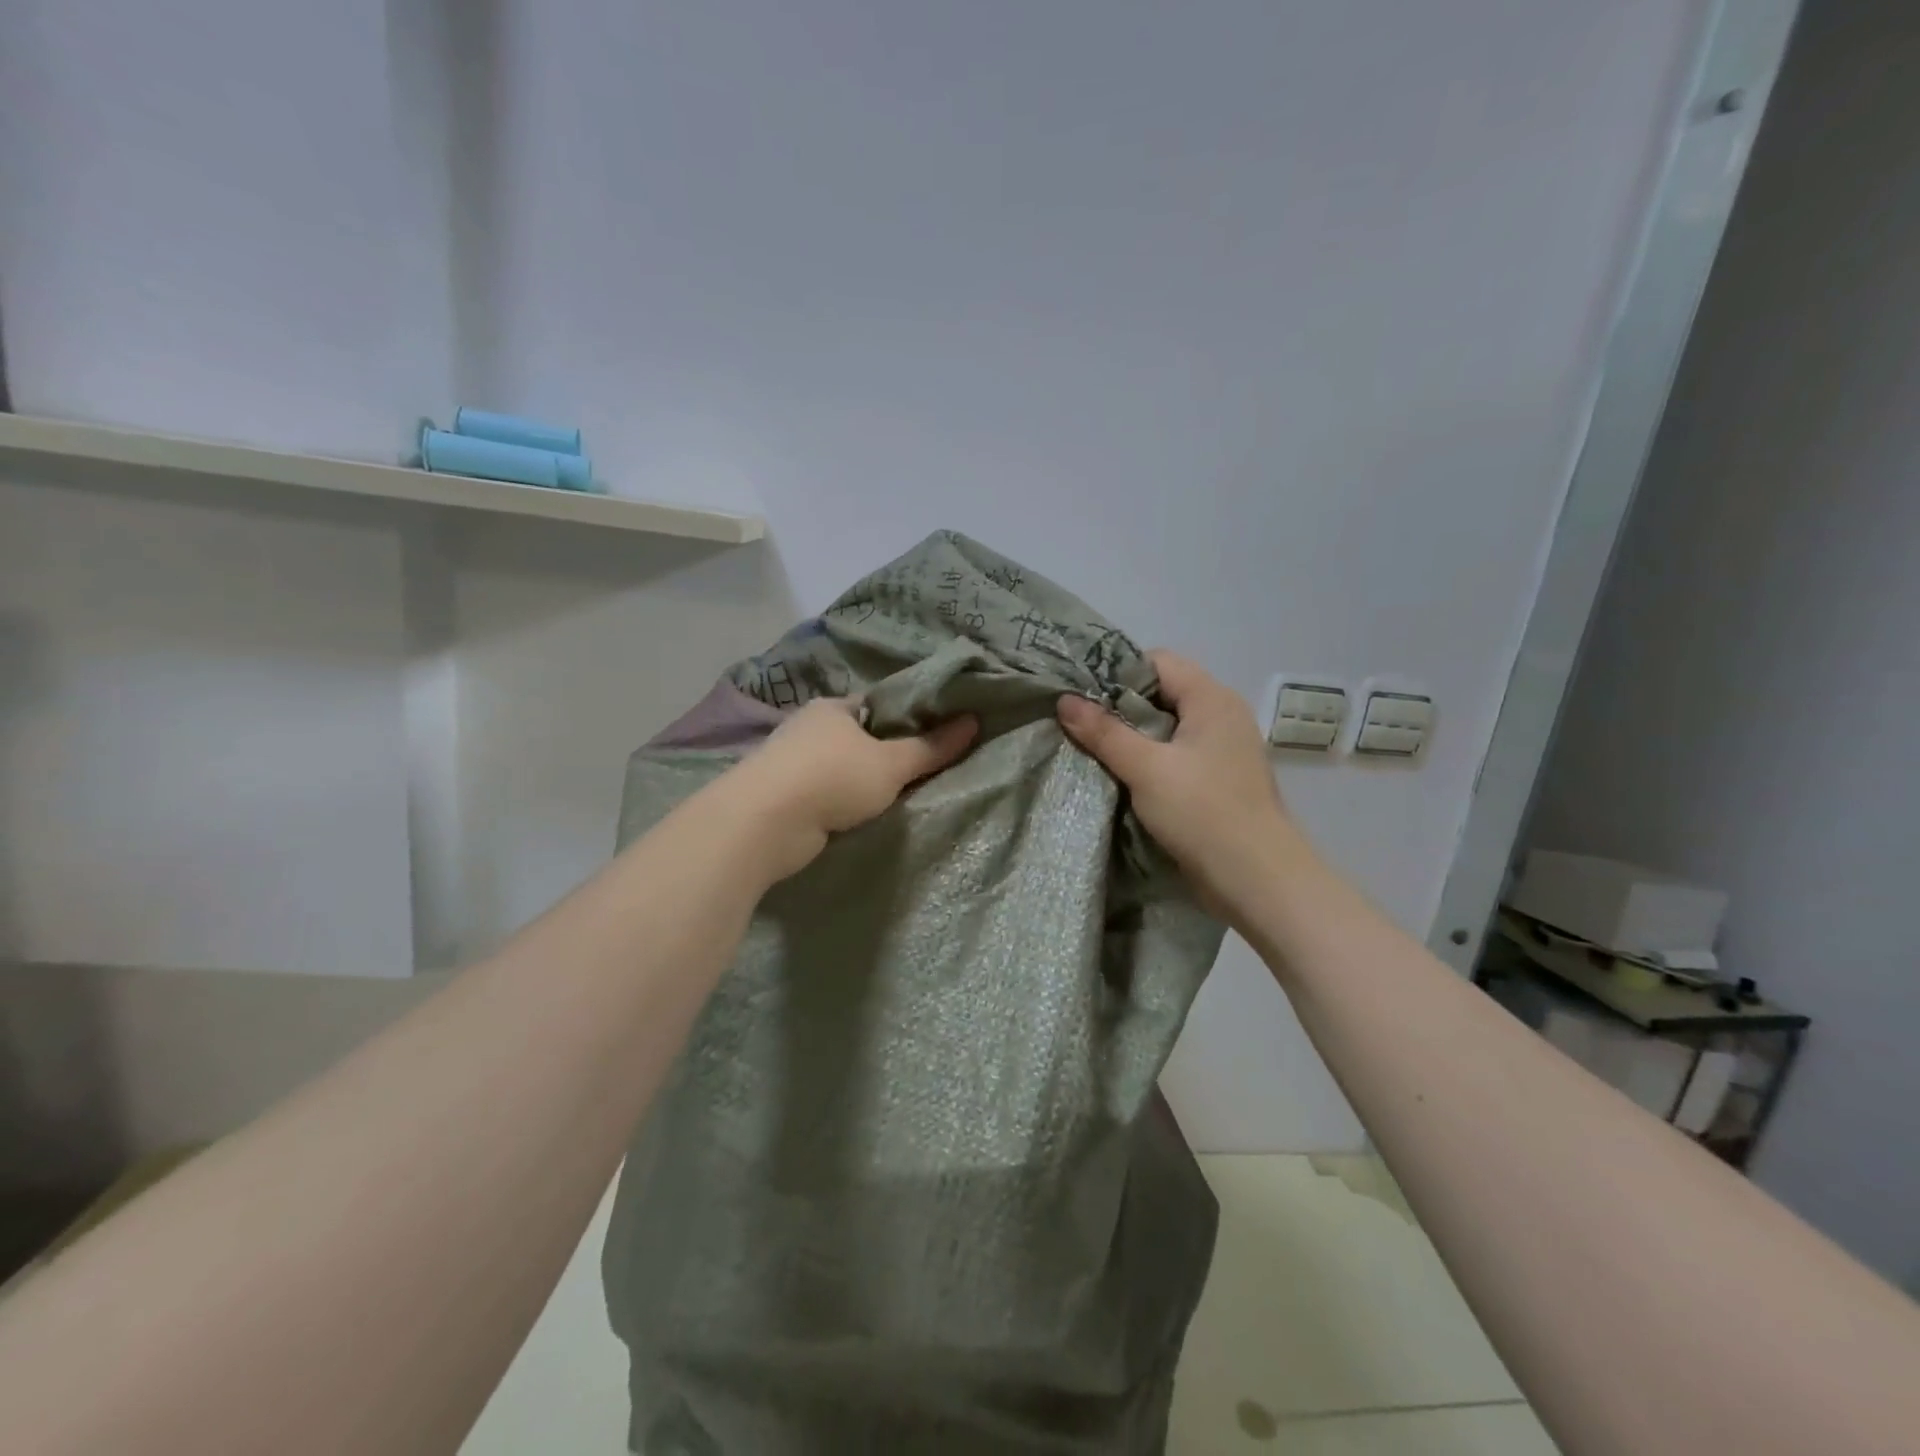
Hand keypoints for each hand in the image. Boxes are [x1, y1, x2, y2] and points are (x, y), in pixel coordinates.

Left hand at [720, 698, 977, 882]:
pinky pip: (826, 794)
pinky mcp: (782, 797)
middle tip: (923, 773)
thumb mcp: (891, 763)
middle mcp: (809, 728)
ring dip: (861, 782)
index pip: (878, 706)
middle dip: (885, 755)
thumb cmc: (832, 778)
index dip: (907, 719)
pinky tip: (861, 817)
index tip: (935, 738)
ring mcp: (791, 763)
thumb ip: (931, 747)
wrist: (763, 823)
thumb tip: (973, 721)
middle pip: (859, 738)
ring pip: (841, 768)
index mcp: (834, 707)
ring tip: (898, 799)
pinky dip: (842, 803)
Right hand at [1057, 651, 1311, 928]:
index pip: (1159, 661)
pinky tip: (1118, 776)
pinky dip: (1147, 761)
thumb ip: (1104, 732)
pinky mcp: (1216, 781)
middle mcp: (1221, 716)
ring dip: (1130, 738)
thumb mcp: (1146, 768)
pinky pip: (1174, 756)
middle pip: (1161, 693)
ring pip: (1166, 728)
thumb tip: (1064, 700)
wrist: (1257, 880)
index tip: (1081, 694)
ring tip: (1090, 749)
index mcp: (1212, 699)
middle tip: (1077, 722)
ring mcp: (1222, 750)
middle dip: (1119, 706)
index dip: (1118, 672)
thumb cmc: (1203, 812)